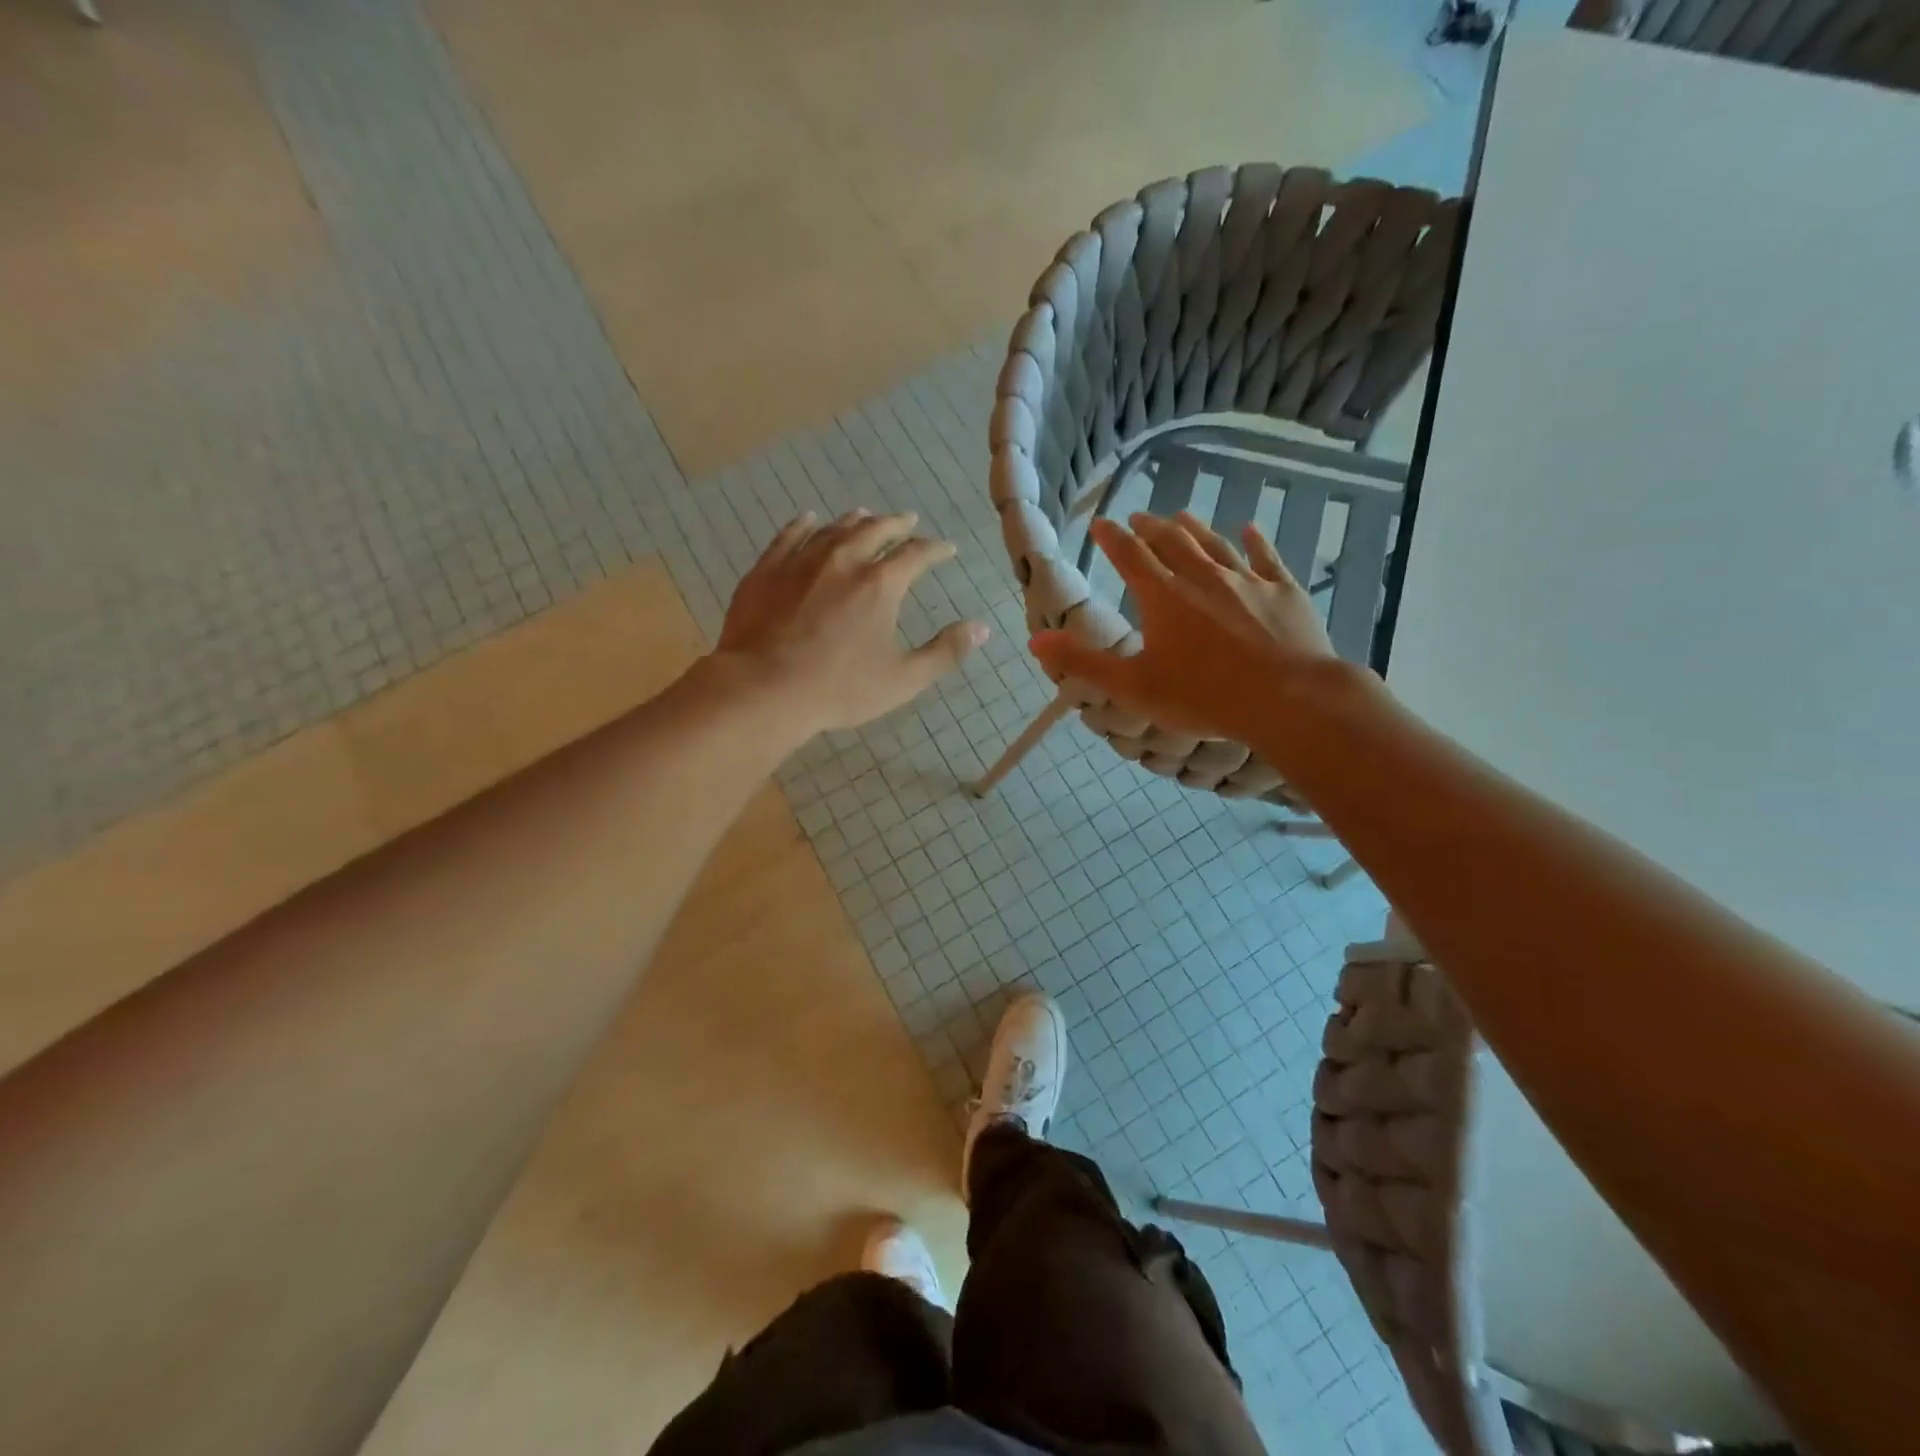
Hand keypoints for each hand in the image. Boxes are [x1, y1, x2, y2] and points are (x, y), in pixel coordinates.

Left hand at [710, 510, 987, 737]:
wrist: (763, 688)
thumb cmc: (839, 688)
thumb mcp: (903, 679)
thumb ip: (945, 652)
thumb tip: (982, 628)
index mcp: (880, 584)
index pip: (917, 554)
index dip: (936, 549)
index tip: (947, 549)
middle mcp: (844, 560)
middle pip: (875, 530)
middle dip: (897, 524)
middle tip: (908, 520)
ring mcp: (801, 560)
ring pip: (834, 528)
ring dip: (855, 520)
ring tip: (865, 515)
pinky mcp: (767, 569)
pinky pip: (789, 535)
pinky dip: (805, 525)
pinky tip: (809, 520)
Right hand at [1030, 511, 1336, 742]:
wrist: (1288, 699)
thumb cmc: (1203, 696)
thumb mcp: (1132, 686)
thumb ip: (1083, 662)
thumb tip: (1034, 640)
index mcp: (1163, 596)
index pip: (1130, 556)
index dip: (1112, 538)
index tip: (1102, 523)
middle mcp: (1202, 577)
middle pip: (1172, 542)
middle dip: (1152, 528)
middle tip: (1140, 517)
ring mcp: (1247, 581)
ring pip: (1215, 545)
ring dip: (1195, 529)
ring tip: (1182, 516)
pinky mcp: (1284, 591)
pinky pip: (1266, 558)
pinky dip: (1255, 541)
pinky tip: (1250, 529)